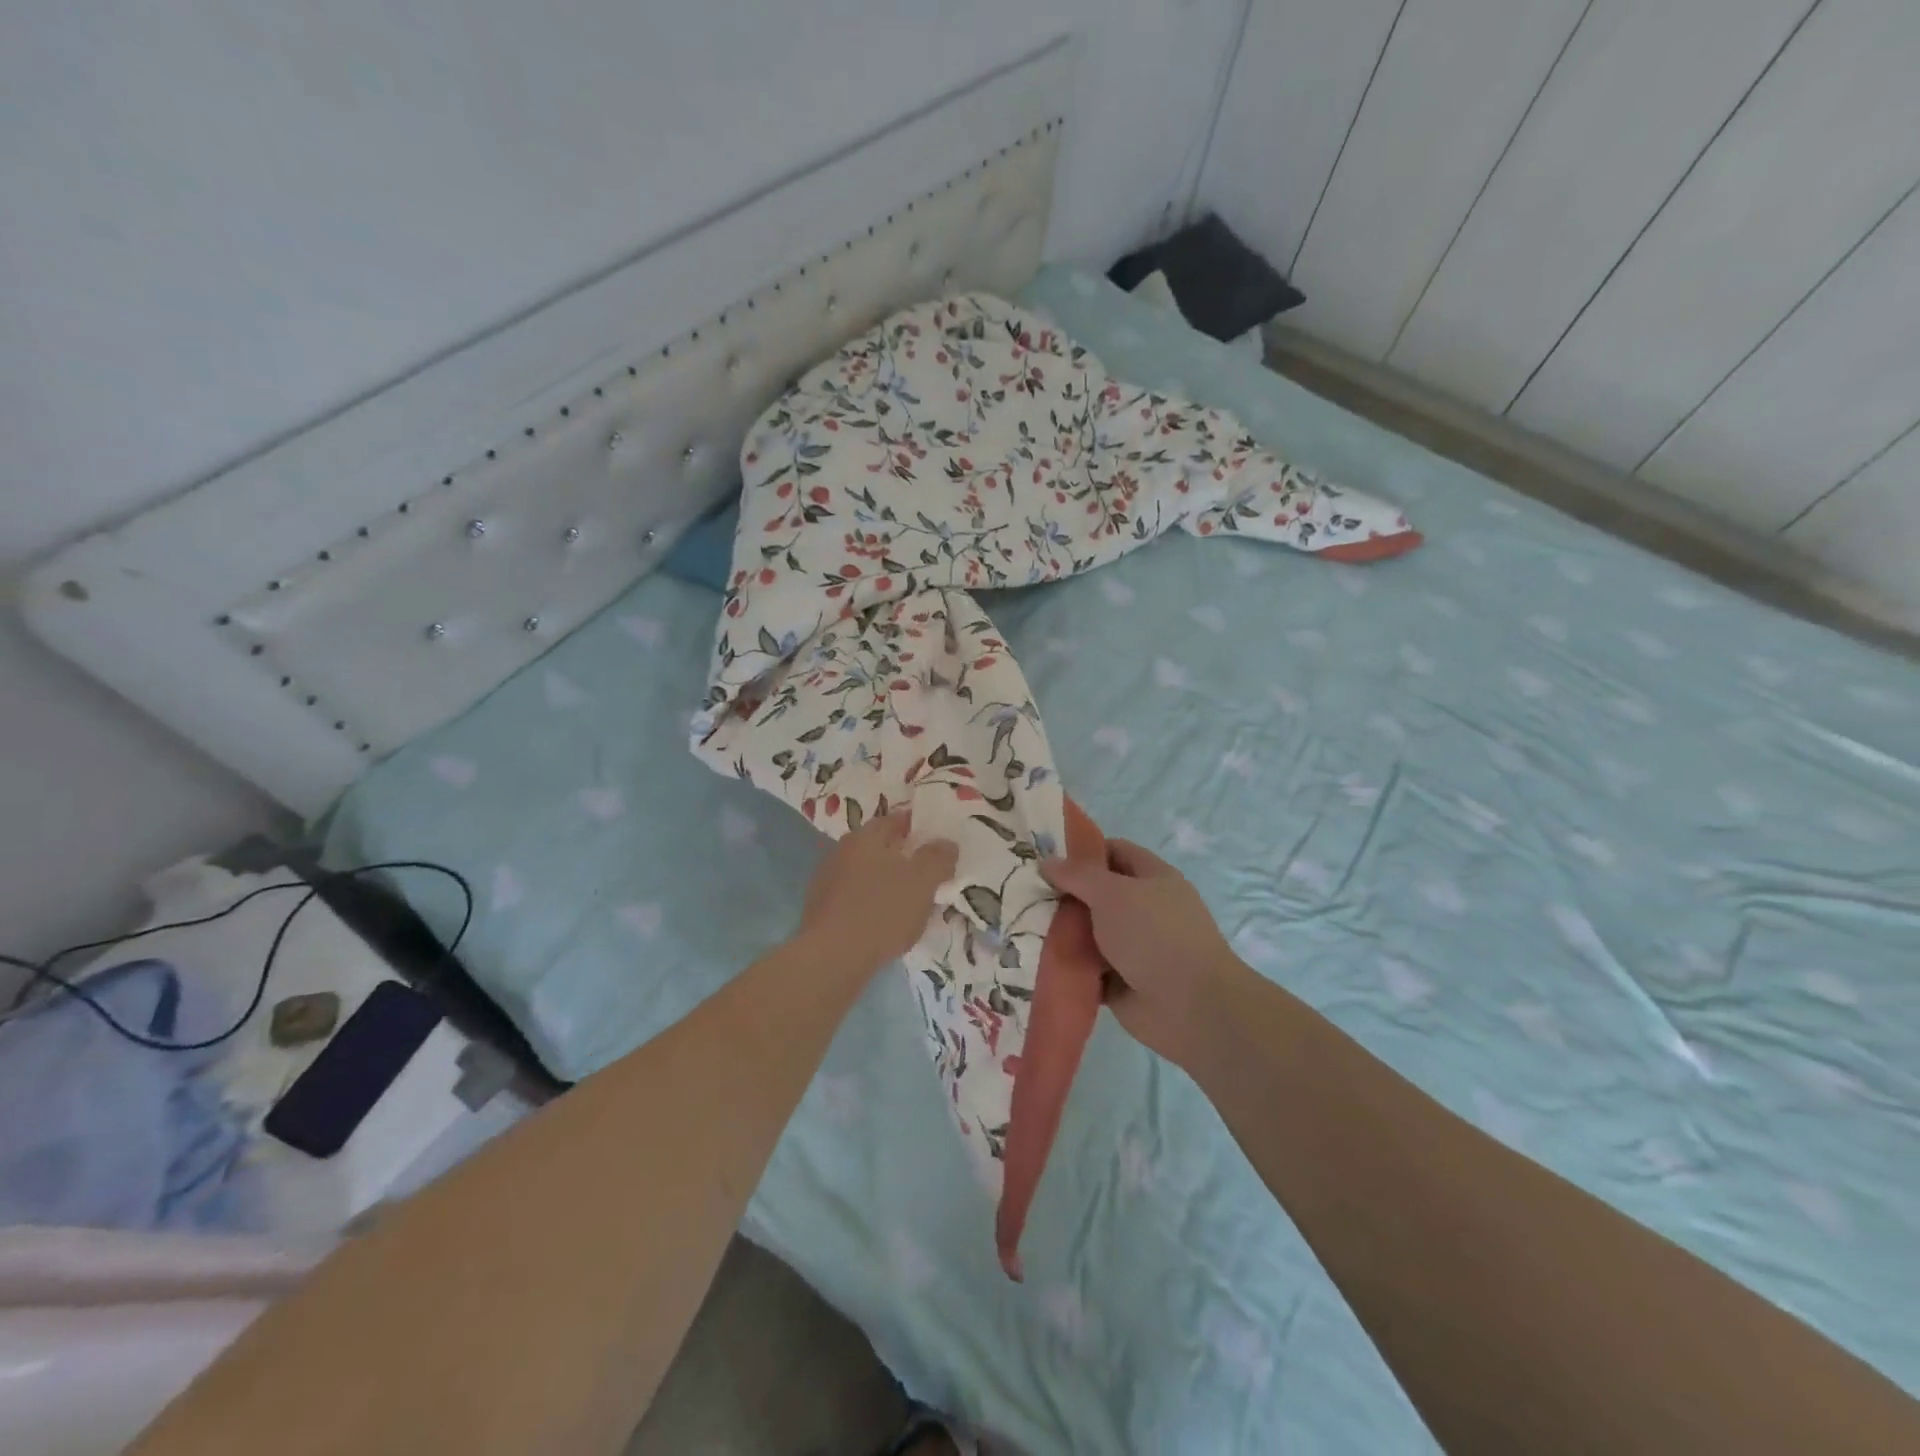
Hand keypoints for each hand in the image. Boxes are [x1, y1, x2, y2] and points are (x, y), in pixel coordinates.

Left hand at [798, 812, 957, 974]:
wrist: (830, 958)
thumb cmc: (881, 911)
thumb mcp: (922, 881)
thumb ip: (938, 858)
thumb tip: (946, 844)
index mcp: (865, 836)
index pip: (896, 820)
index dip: (919, 827)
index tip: (938, 842)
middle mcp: (842, 851)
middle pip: (880, 847)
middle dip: (904, 856)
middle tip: (929, 873)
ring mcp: (827, 880)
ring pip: (867, 873)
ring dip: (888, 882)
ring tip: (911, 902)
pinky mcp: (822, 909)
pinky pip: (856, 898)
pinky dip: (873, 904)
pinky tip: (886, 923)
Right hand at [1041, 839, 1242, 1067]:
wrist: (1190, 1007)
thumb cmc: (1154, 935)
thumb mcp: (1112, 893)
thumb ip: (1077, 875)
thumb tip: (1047, 862)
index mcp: (1153, 878)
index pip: (1114, 851)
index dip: (1081, 850)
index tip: (1044, 855)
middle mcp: (1144, 909)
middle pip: (1097, 893)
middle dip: (1064, 894)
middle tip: (1024, 892)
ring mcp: (1134, 947)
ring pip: (1090, 932)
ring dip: (1062, 932)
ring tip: (1022, 926)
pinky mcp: (1122, 981)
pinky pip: (1088, 967)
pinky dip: (1069, 966)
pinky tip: (1036, 959)